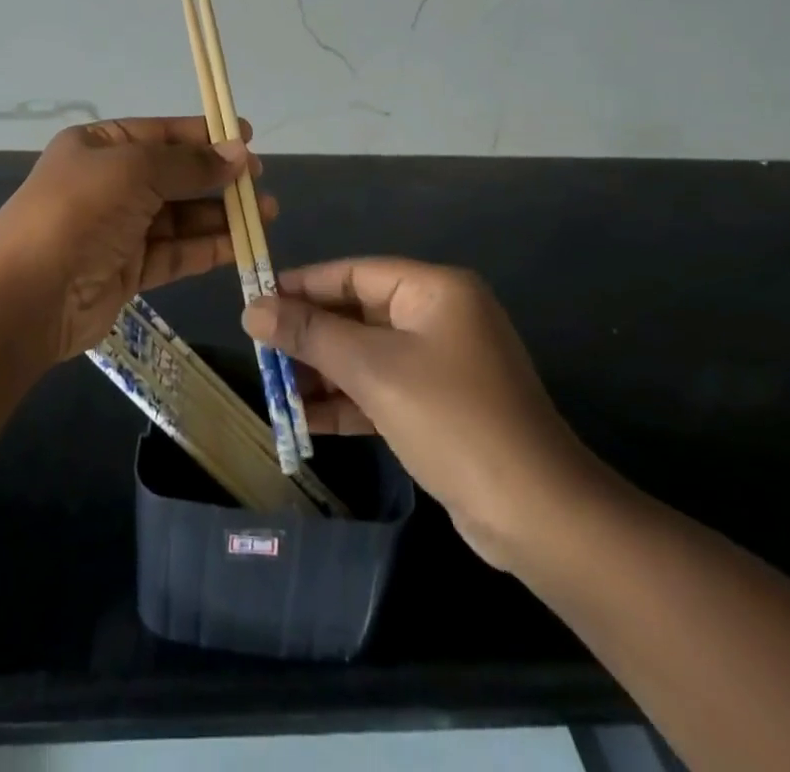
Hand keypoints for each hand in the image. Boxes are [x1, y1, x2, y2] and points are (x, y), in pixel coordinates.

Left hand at [0, 117, 265, 363]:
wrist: (26, 297)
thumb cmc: (78, 213)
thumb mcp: (134, 171)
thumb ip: (189, 164)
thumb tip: (239, 154)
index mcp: (100, 147)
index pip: (161, 134)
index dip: (205, 135)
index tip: (248, 137)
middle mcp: (109, 183)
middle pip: (174, 175)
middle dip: (218, 178)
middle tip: (260, 182)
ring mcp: (118, 228)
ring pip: (179, 216)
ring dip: (220, 214)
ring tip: (265, 214)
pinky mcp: (127, 270)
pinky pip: (175, 252)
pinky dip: (207, 247)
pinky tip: (241, 245)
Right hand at [243, 257, 596, 571]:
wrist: (538, 516)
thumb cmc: (452, 420)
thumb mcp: (374, 370)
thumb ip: (311, 335)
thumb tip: (252, 310)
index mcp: (434, 290)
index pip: (353, 273)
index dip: (302, 285)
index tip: (255, 299)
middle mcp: (439, 317)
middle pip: (358, 313)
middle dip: (309, 335)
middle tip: (258, 349)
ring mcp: (441, 365)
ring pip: (366, 355)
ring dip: (323, 372)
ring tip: (273, 388)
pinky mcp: (438, 407)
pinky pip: (381, 390)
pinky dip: (347, 402)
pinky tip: (305, 420)